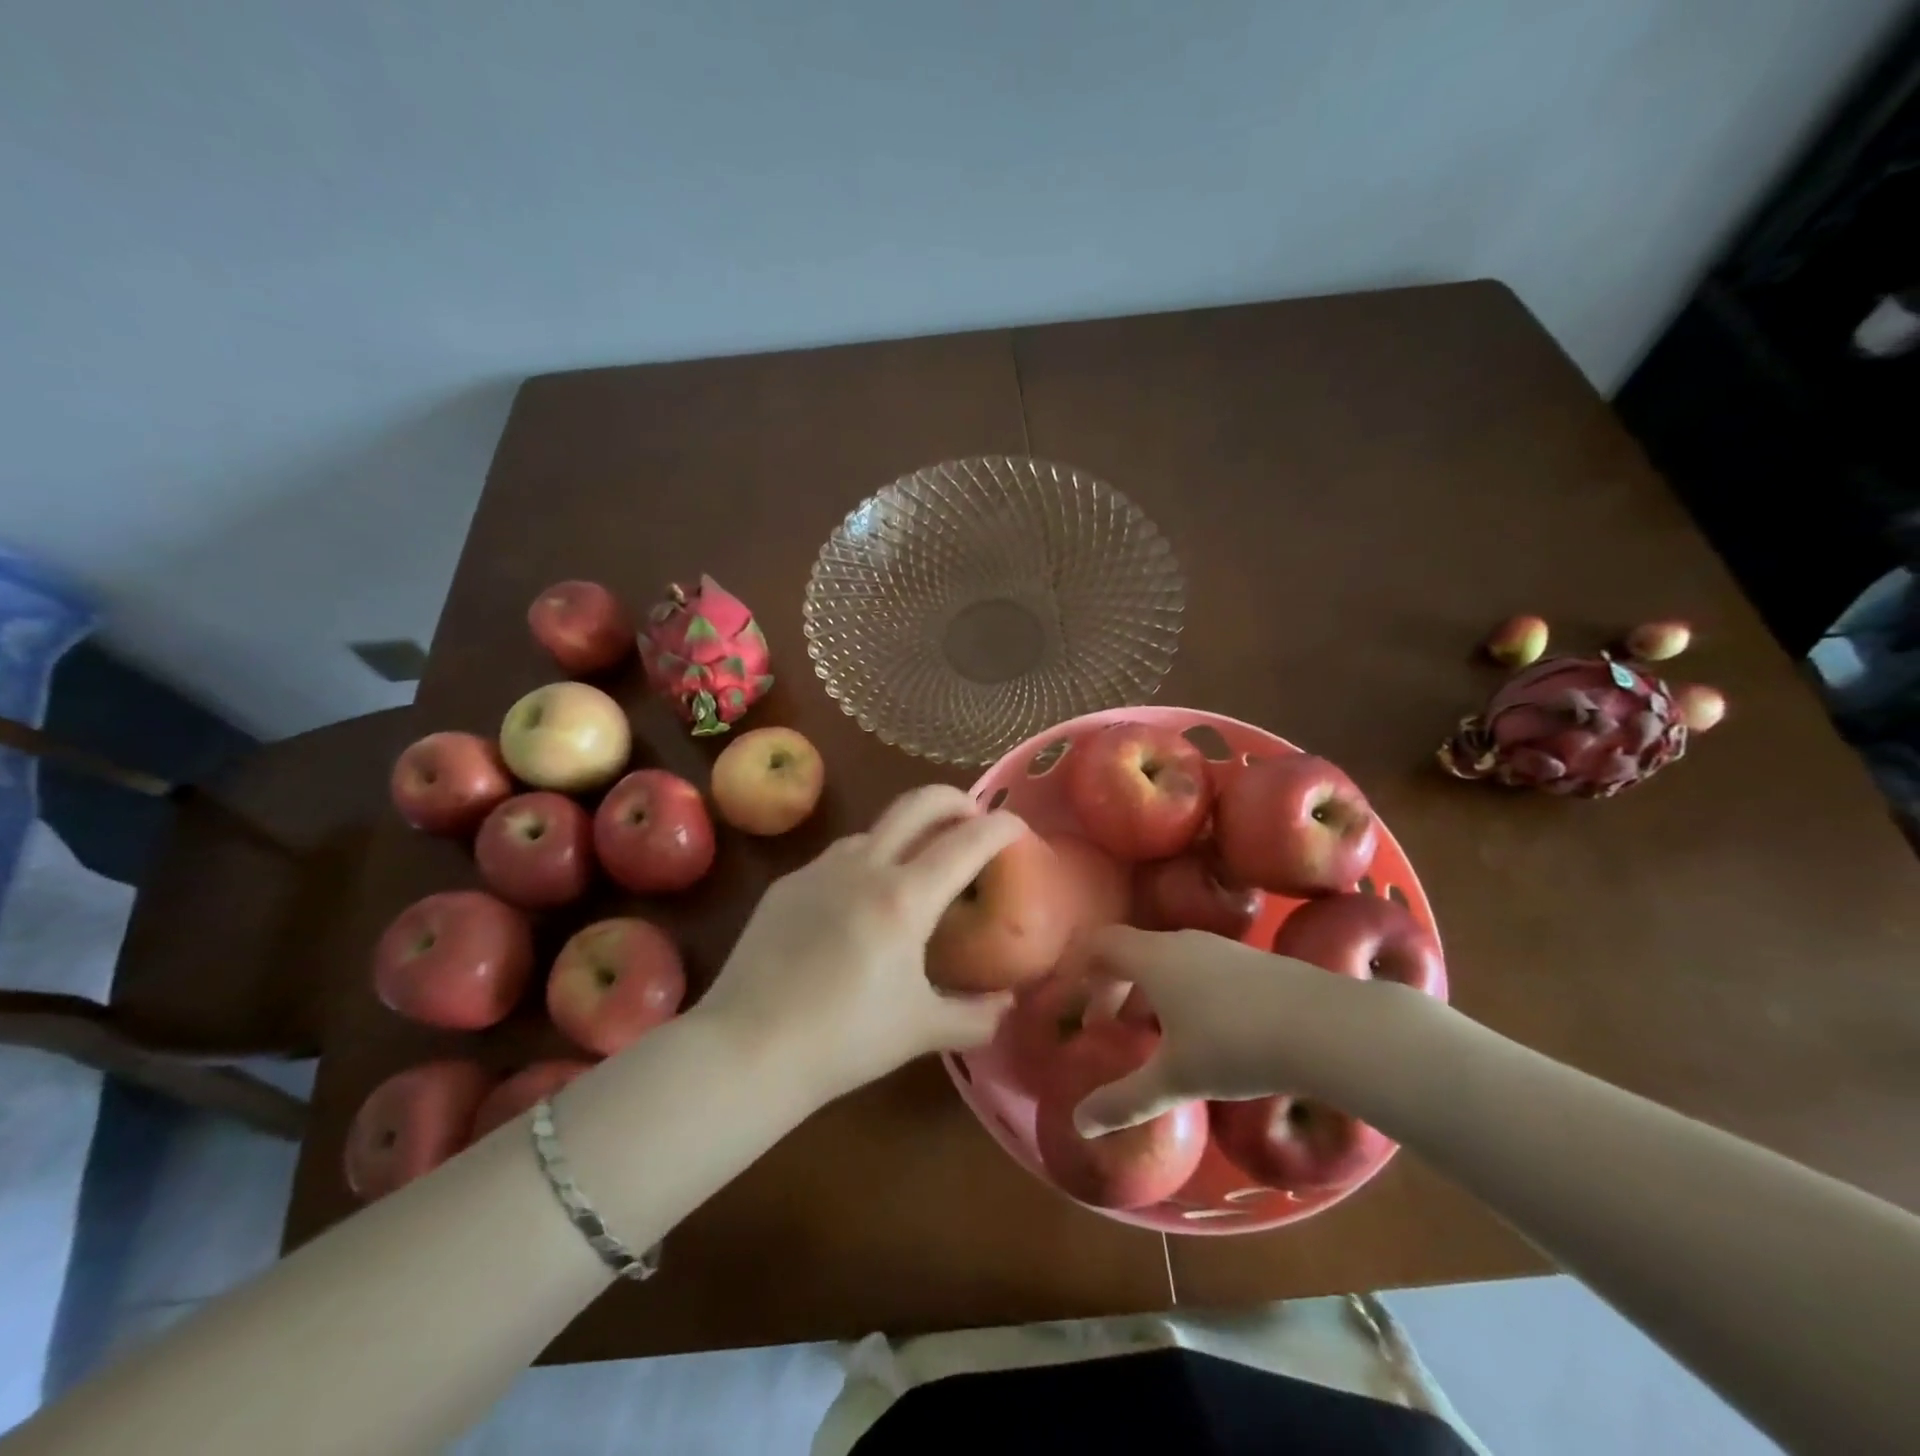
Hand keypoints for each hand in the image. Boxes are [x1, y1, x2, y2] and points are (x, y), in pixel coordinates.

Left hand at [695, 785, 1024, 1105]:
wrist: (747, 1048)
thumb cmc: (844, 1040)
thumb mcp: (921, 1031)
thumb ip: (976, 1017)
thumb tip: (1006, 1003)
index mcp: (904, 898)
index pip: (966, 842)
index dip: (1000, 827)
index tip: (1017, 826)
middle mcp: (864, 867)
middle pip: (918, 803)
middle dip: (955, 800)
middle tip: (973, 817)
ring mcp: (820, 869)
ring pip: (876, 828)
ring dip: (907, 832)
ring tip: (917, 866)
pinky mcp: (788, 884)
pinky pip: (839, 858)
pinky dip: (866, 862)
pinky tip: (859, 902)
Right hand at [1074, 925, 1422, 1135]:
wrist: (1326, 1027)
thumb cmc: (1236, 1046)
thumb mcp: (1175, 1078)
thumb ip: (1124, 1100)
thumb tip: (1079, 1124)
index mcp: (1152, 958)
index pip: (1098, 945)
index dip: (1077, 970)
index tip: (1068, 1003)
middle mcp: (1180, 941)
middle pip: (1129, 951)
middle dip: (1109, 985)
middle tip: (1103, 1025)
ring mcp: (1219, 947)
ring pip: (1164, 959)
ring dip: (1145, 989)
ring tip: (1147, 1031)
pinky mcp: (1250, 960)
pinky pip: (1195, 966)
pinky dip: (1178, 990)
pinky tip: (1198, 1029)